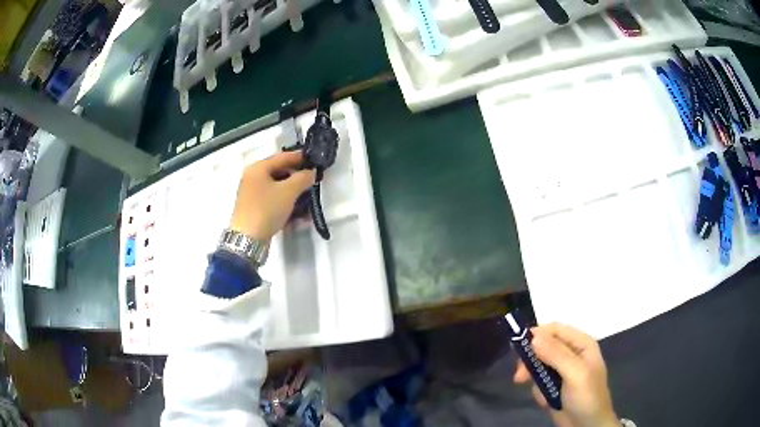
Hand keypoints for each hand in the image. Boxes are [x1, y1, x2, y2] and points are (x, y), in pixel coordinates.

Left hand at [230, 152, 315, 240]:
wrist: (247, 239)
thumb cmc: (266, 209)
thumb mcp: (288, 191)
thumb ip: (303, 178)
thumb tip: (311, 172)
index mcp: (258, 168)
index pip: (283, 157)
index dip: (300, 157)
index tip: (315, 160)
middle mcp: (253, 178)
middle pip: (280, 173)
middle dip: (298, 177)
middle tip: (313, 180)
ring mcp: (253, 195)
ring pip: (278, 189)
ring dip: (294, 193)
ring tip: (309, 199)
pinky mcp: (255, 210)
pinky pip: (274, 202)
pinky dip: (287, 205)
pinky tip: (300, 214)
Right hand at [514, 323, 617, 426]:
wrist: (587, 426)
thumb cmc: (587, 396)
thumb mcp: (575, 373)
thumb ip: (556, 354)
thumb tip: (534, 336)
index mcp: (581, 344)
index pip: (555, 329)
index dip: (537, 334)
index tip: (518, 347)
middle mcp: (571, 353)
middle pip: (543, 346)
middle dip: (530, 360)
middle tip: (519, 376)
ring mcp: (562, 370)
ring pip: (538, 364)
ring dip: (532, 376)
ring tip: (530, 388)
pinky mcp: (554, 385)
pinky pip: (538, 380)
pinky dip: (537, 389)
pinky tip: (546, 400)